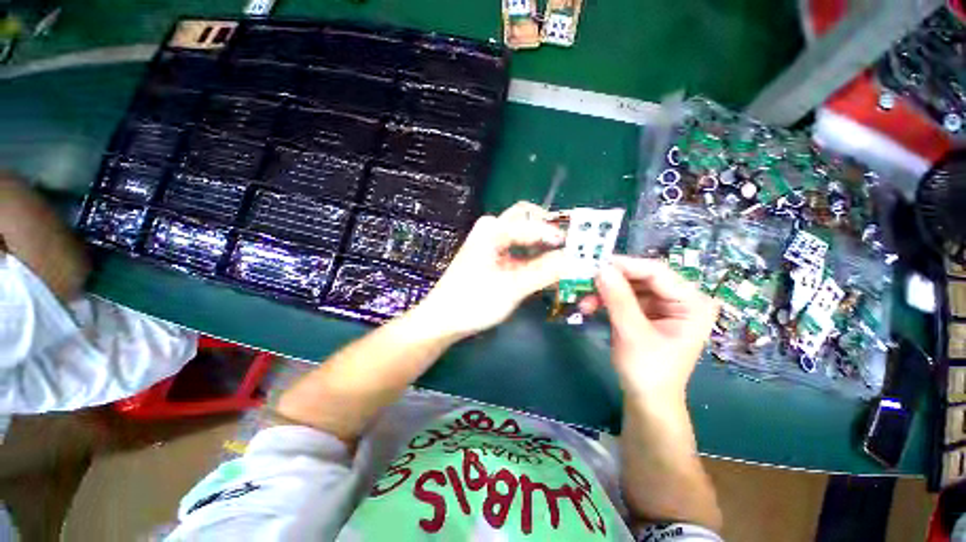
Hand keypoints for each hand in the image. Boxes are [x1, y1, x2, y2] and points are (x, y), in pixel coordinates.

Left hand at [414, 201, 565, 339]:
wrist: (444, 319)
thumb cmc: (473, 302)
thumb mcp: (512, 287)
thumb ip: (545, 271)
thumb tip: (576, 260)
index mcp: (493, 229)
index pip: (534, 223)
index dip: (559, 235)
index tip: (580, 249)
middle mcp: (492, 228)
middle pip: (530, 219)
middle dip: (551, 232)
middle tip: (572, 249)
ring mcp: (491, 241)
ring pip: (526, 233)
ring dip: (545, 245)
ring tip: (564, 260)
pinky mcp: (493, 254)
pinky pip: (519, 247)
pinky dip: (534, 255)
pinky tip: (546, 269)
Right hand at [587, 256, 718, 401]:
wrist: (647, 398)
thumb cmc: (648, 371)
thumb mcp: (632, 334)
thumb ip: (618, 300)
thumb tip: (600, 269)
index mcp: (692, 303)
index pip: (656, 271)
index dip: (624, 265)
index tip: (595, 263)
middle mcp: (680, 297)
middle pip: (641, 276)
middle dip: (611, 280)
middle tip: (585, 280)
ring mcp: (663, 303)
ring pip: (629, 285)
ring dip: (604, 291)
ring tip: (584, 301)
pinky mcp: (647, 310)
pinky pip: (624, 296)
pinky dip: (606, 299)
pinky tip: (590, 305)